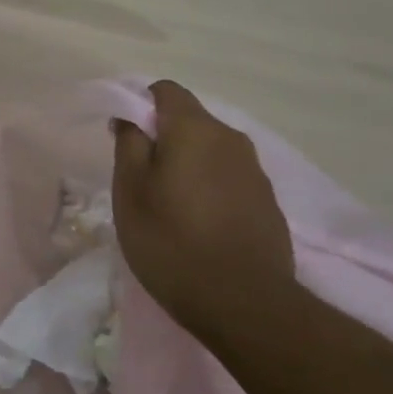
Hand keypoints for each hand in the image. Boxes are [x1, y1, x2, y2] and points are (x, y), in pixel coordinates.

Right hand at [111, 81, 294, 326]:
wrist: (243, 302)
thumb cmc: (171, 240)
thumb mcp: (130, 191)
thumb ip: (129, 145)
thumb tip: (130, 118)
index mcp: (195, 129)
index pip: (165, 91)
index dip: (140, 106)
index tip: (125, 139)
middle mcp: (231, 139)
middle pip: (190, 121)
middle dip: (163, 139)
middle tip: (140, 179)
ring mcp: (255, 171)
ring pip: (210, 151)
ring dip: (187, 165)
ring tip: (169, 206)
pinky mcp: (267, 202)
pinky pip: (229, 179)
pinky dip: (209, 188)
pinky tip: (198, 225)